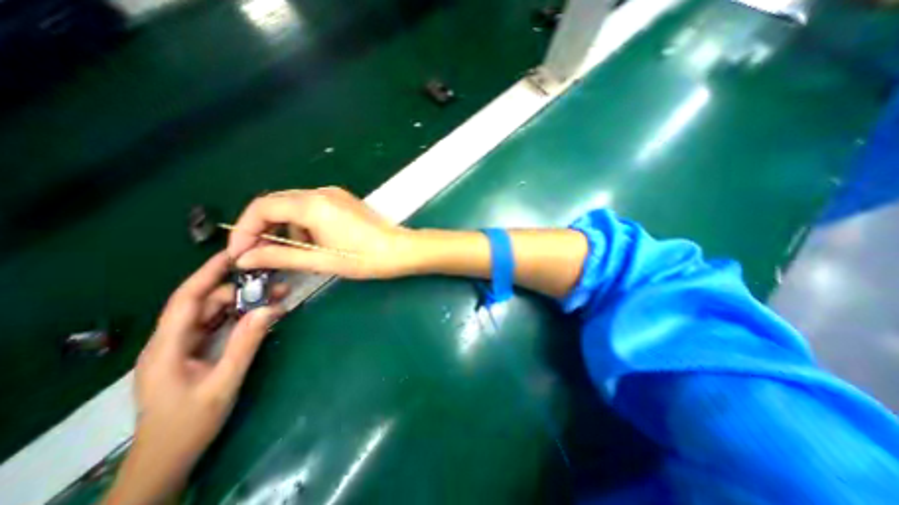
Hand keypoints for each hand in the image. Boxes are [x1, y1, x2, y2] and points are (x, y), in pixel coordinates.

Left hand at [105, 253, 282, 503]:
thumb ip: (246, 344)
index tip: (234, 254)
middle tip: (277, 285)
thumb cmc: (189, 424)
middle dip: (240, 291)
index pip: (186, 298)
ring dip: (244, 303)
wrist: (168, 458)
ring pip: (215, 313)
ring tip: (277, 297)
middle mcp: (172, 340)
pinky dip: (241, 317)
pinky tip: (262, 314)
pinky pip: (220, 325)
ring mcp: (184, 346)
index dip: (208, 273)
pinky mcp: (196, 351)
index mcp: (168, 346)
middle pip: (207, 303)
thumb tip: (269, 309)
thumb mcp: (224, 383)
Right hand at [228, 185, 417, 278]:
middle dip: (264, 228)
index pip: (262, 207)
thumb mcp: (321, 260)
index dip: (244, 229)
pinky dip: (303, 224)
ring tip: (297, 253)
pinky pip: (311, 207)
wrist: (401, 250)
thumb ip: (281, 256)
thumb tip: (245, 258)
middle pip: (276, 203)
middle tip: (262, 254)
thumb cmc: (364, 258)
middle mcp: (321, 192)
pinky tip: (314, 242)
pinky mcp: (343, 200)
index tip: (241, 253)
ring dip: (286, 227)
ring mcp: (334, 194)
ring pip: (294, 205)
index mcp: (313, 204)